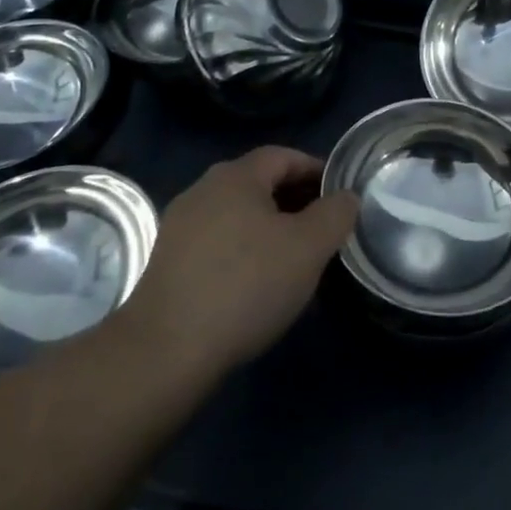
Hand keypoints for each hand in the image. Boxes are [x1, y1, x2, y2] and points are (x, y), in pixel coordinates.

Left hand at [120, 147, 358, 377]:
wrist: (165, 352)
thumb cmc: (246, 286)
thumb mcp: (309, 247)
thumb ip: (336, 214)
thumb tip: (345, 197)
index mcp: (236, 176)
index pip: (285, 156)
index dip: (316, 171)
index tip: (340, 196)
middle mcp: (203, 190)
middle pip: (260, 184)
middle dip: (295, 201)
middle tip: (324, 229)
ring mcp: (180, 227)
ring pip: (238, 215)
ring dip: (270, 229)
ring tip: (295, 261)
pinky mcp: (166, 263)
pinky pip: (218, 243)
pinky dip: (244, 252)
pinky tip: (257, 285)